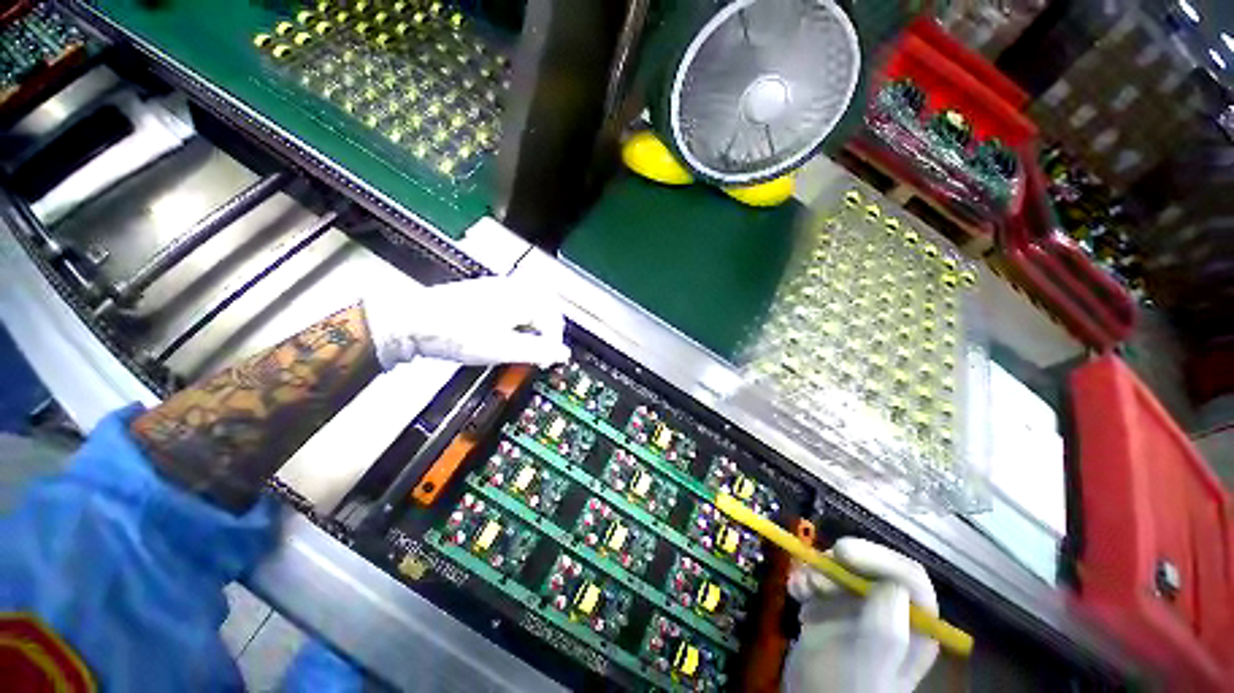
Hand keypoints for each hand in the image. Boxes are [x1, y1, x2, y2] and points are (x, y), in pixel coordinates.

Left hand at [364, 277, 570, 369]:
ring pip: (532, 302)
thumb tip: (562, 354)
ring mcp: (498, 287)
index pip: (553, 320)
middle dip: (550, 328)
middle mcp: (512, 288)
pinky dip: (520, 317)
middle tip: (544, 348)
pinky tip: (508, 330)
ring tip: (529, 341)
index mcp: (521, 298)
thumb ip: (537, 351)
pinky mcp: (485, 292)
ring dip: (536, 322)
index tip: (548, 359)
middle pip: (547, 306)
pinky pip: (516, 301)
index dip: (555, 343)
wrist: (413, 322)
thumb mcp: (502, 349)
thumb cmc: (454, 333)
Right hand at [782, 538, 938, 692]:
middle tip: (815, 567)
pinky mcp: (829, 608)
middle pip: (872, 568)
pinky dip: (803, 578)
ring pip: (842, 570)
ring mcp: (857, 609)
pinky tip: (793, 589)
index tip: (843, 552)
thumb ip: (886, 630)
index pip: (909, 578)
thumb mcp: (869, 665)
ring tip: (800, 584)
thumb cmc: (845, 690)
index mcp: (913, 627)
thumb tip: (893, 584)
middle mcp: (889, 612)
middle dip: (841, 563)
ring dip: (817, 569)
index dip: (879, 558)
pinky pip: (818, 580)